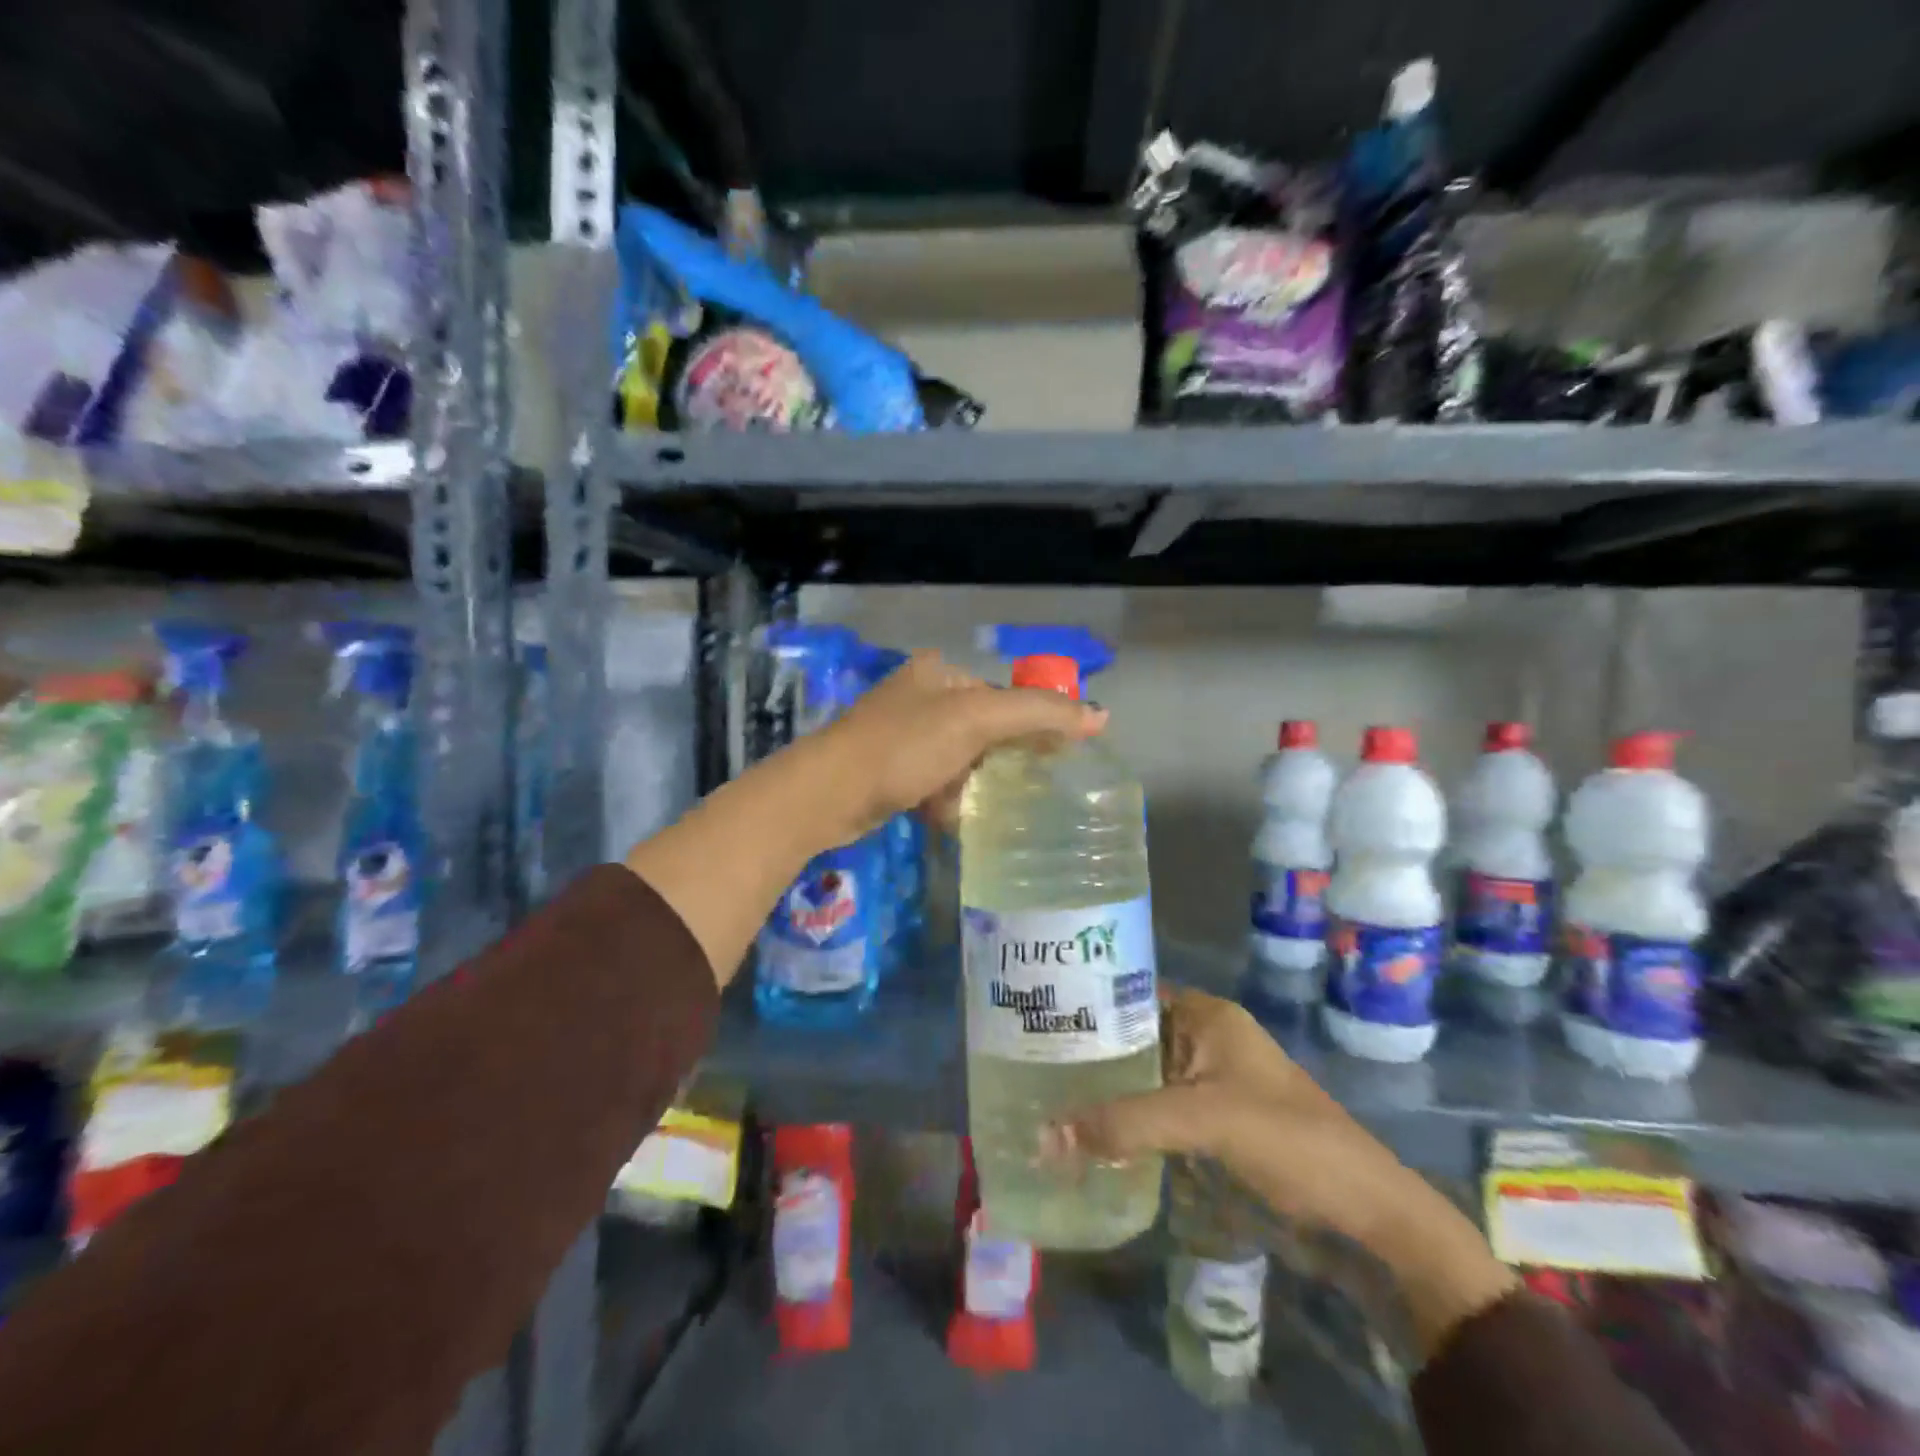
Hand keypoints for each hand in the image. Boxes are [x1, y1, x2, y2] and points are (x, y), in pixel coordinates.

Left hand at [799, 650, 1106, 847]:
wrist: (827, 794)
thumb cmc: (903, 747)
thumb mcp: (975, 721)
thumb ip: (1039, 714)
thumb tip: (1101, 715)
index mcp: (940, 673)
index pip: (1005, 695)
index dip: (1034, 725)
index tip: (1055, 760)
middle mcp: (920, 697)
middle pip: (984, 729)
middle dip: (1001, 762)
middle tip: (1022, 790)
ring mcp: (901, 735)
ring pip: (961, 761)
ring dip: (973, 786)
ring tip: (981, 808)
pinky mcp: (889, 771)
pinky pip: (935, 784)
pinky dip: (945, 801)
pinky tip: (945, 817)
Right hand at [1047, 988, 1518, 1358]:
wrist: (1365, 1217)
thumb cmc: (1288, 1142)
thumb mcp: (1203, 1121)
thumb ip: (1124, 1124)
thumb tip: (1043, 1136)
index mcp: (1206, 1016)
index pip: (1131, 991)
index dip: (1086, 1000)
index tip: (1035, 1014)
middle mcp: (1203, 1039)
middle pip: (1131, 1036)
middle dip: (1086, 1051)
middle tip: (1025, 1059)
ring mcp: (1207, 1084)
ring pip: (1140, 1077)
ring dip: (1102, 1089)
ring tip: (1042, 1095)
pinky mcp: (1210, 1125)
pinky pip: (1153, 1112)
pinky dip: (1123, 1120)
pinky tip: (1084, 1132)